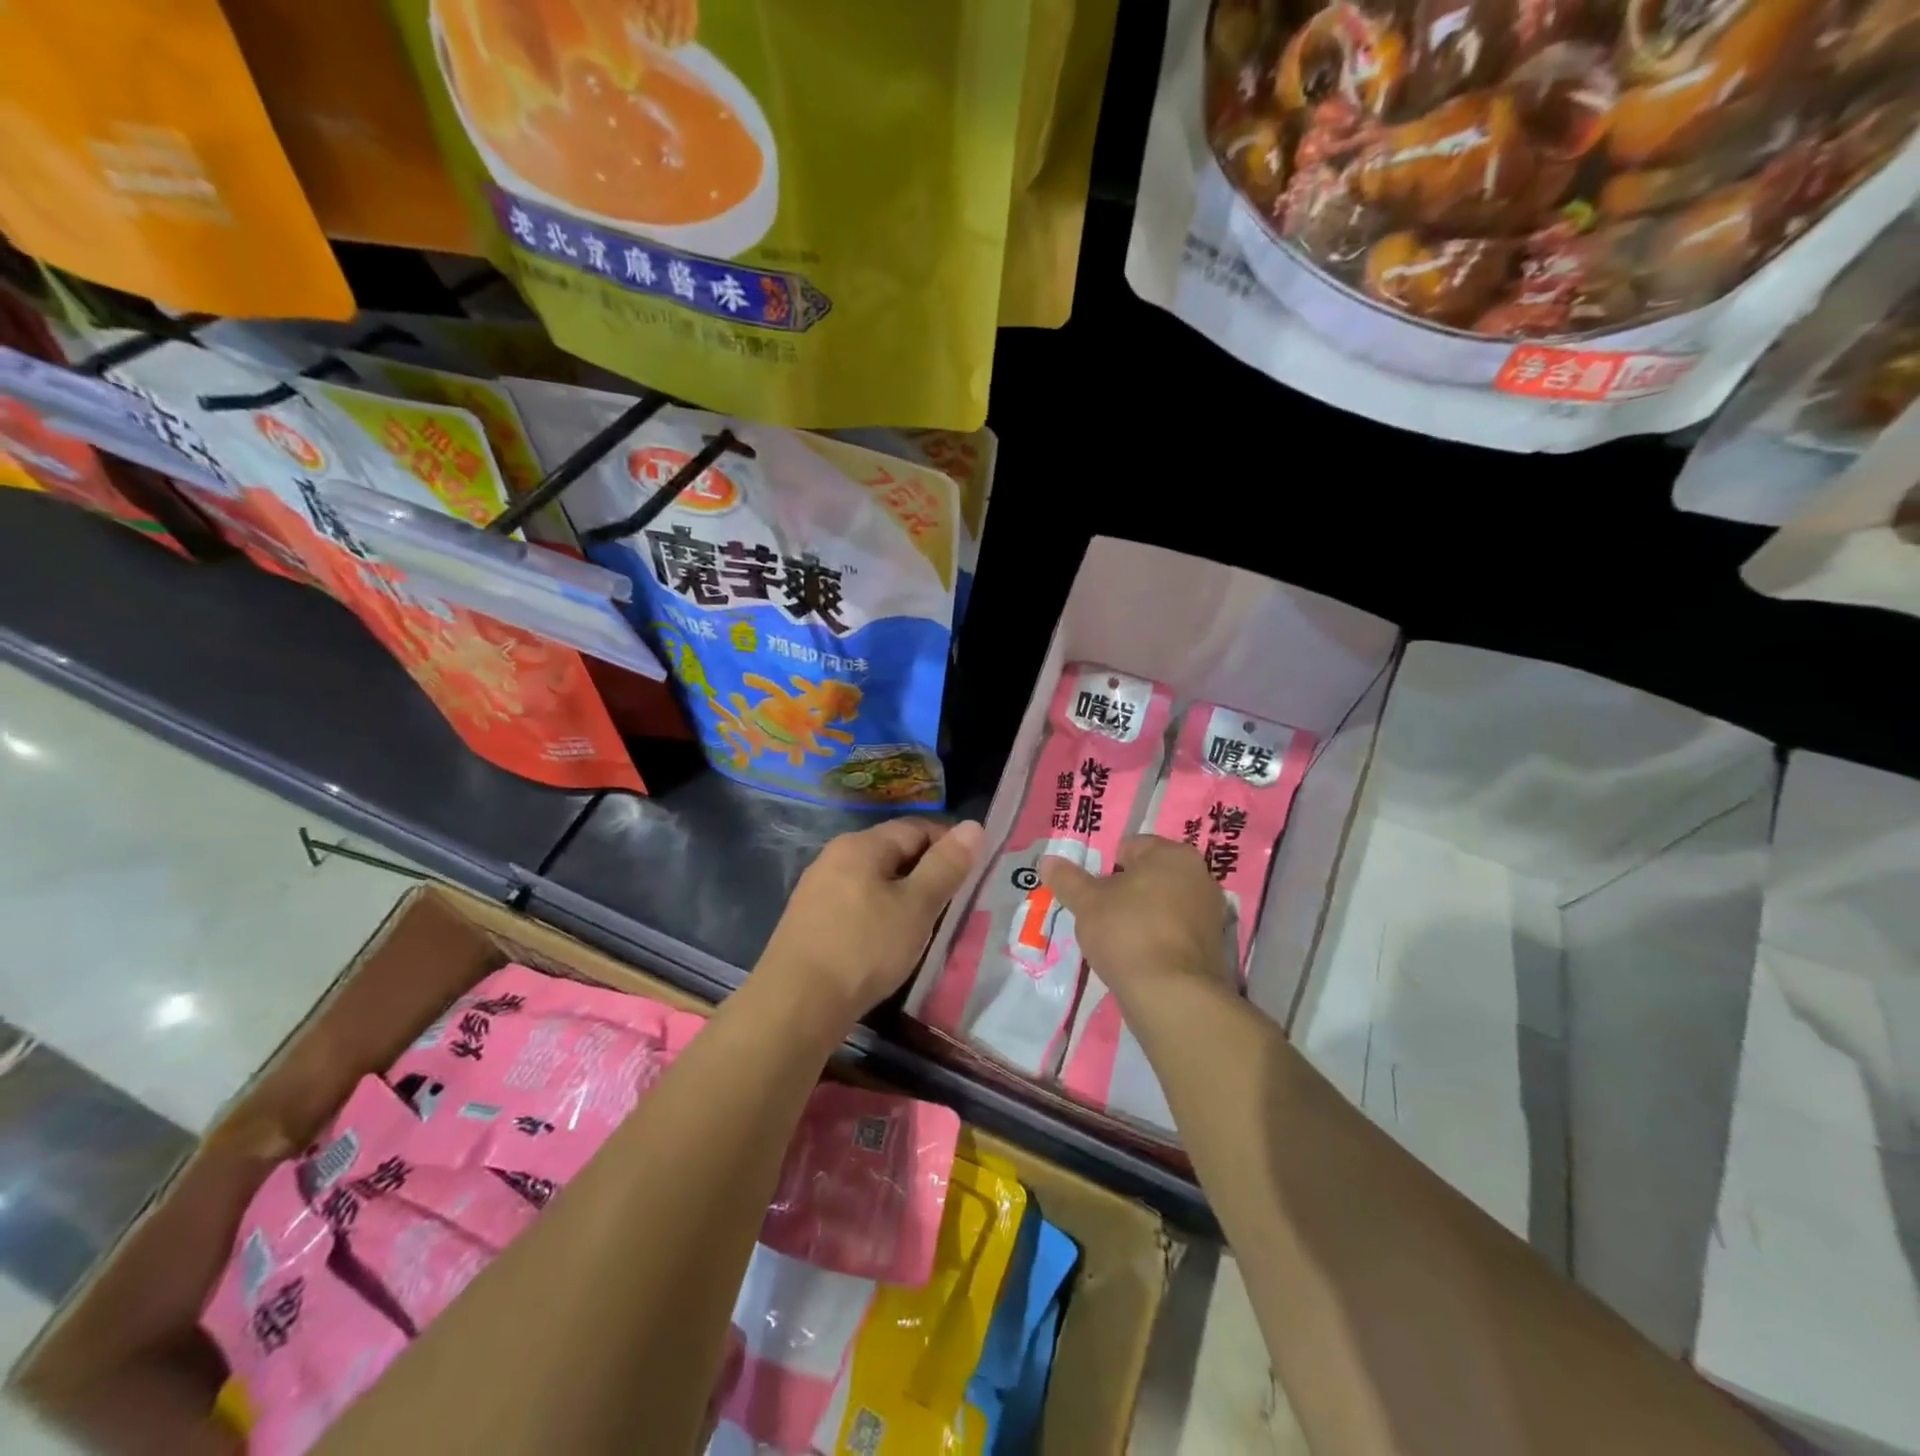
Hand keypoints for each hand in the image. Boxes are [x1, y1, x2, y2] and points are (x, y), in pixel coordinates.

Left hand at [759, 818, 983, 1029]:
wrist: (796, 1004)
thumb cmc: (864, 948)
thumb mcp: (917, 906)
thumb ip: (946, 865)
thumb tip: (973, 826)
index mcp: (861, 845)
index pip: (916, 827)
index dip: (949, 844)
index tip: (973, 873)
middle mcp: (835, 857)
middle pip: (893, 851)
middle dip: (927, 871)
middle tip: (954, 903)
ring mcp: (818, 889)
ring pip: (875, 880)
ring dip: (904, 895)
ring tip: (926, 925)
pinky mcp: (810, 921)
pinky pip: (857, 904)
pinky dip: (880, 914)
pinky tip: (888, 942)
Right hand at [1039, 835, 1233, 1005]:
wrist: (1172, 994)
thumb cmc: (1128, 931)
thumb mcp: (1087, 903)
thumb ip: (1068, 879)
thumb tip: (1047, 861)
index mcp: (1173, 854)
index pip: (1131, 847)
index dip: (1105, 868)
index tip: (1091, 892)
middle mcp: (1199, 875)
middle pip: (1149, 876)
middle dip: (1126, 892)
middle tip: (1100, 915)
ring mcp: (1211, 912)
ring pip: (1163, 905)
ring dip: (1142, 916)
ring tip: (1117, 940)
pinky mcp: (1213, 947)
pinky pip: (1175, 932)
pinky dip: (1158, 939)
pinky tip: (1139, 958)